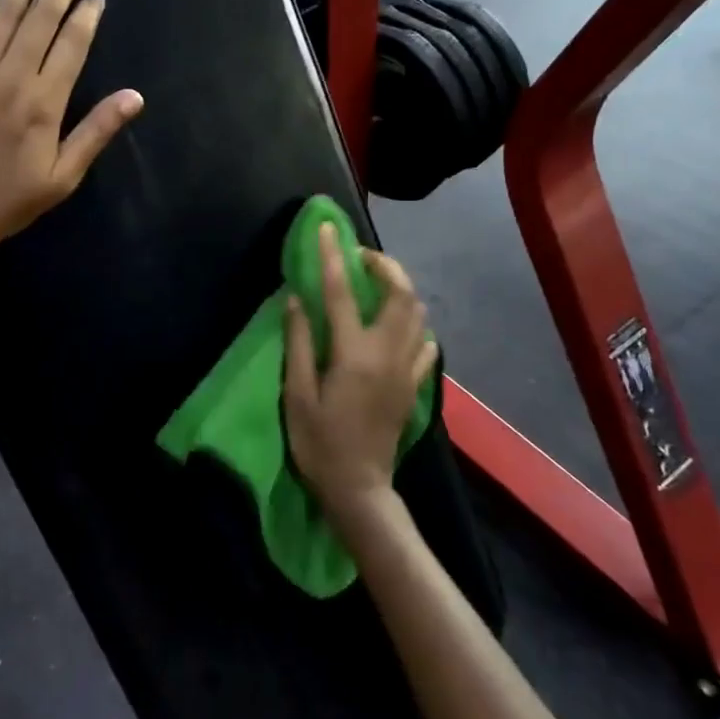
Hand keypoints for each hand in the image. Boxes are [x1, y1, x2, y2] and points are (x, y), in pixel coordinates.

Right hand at [284, 223, 437, 519]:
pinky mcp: (412, 385)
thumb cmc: (319, 442)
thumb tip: (297, 299)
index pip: (342, 291)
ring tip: (374, 284)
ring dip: (400, 289)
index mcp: (353, 353)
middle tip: (359, 256)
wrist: (359, 489)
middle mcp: (387, 353)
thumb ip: (298, 343)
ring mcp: (406, 369)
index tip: (327, 228)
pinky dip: (412, 324)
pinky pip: (423, 344)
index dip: (333, 255)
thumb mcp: (296, 394)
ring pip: (417, 314)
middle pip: (401, 294)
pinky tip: (395, 327)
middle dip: (384, 265)